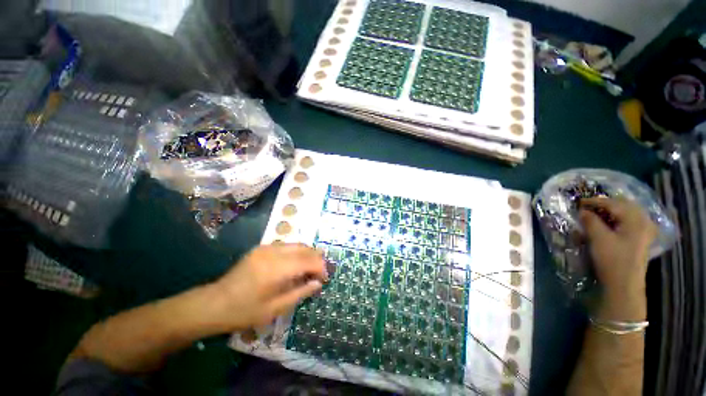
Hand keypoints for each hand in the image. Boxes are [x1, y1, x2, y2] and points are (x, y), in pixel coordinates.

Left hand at [211, 243, 326, 330]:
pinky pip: (287, 246)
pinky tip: (295, 265)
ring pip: (297, 245)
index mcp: (277, 269)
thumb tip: (318, 283)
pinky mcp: (261, 248)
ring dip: (307, 255)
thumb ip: (301, 292)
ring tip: (309, 269)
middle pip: (305, 248)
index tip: (325, 279)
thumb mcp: (276, 308)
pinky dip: (296, 253)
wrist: (214, 303)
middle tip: (320, 273)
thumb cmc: (245, 311)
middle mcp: (273, 252)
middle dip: (317, 259)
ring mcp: (266, 247)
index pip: (309, 261)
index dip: (321, 268)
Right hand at [579, 198, 656, 319]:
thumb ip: (590, 221)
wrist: (624, 285)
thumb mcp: (598, 238)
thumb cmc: (612, 259)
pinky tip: (610, 223)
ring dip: (612, 211)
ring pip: (628, 213)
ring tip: (597, 213)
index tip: (578, 202)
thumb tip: (583, 211)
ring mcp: (645, 231)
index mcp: (635, 219)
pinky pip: (630, 222)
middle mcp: (643, 221)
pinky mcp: (641, 240)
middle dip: (605, 204)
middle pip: (624, 205)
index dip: (594, 201)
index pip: (613, 204)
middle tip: (588, 206)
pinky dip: (618, 219)